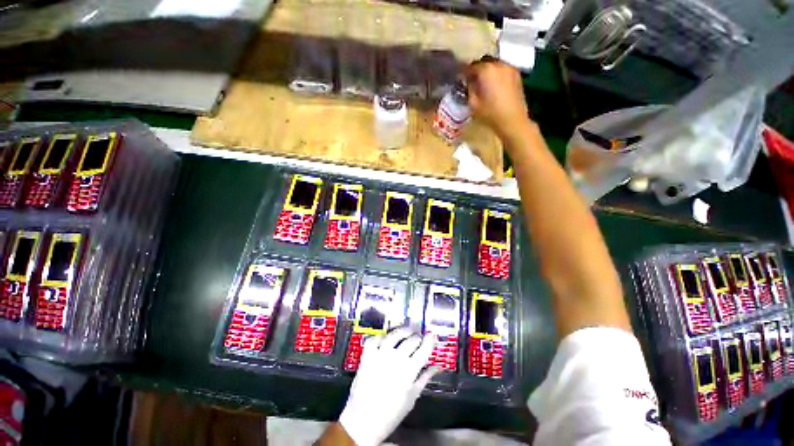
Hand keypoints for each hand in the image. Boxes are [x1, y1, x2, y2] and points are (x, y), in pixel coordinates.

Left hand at [339, 328, 438, 445]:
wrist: (363, 421)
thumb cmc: (391, 413)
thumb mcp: (412, 397)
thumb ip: (425, 378)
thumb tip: (437, 367)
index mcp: (409, 371)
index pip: (424, 349)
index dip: (430, 340)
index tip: (432, 335)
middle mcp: (396, 359)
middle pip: (411, 340)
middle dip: (418, 336)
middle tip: (419, 337)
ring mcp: (380, 355)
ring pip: (394, 334)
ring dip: (402, 331)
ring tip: (406, 331)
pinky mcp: (367, 356)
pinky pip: (375, 339)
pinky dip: (381, 336)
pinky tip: (385, 339)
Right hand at [466, 58, 530, 138]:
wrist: (512, 120)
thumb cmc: (490, 114)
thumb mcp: (473, 104)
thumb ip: (469, 89)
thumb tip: (468, 82)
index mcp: (486, 70)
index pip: (471, 66)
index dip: (464, 72)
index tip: (460, 79)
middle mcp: (499, 64)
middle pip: (484, 61)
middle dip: (477, 69)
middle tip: (472, 81)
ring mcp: (509, 68)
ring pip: (494, 64)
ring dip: (487, 71)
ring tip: (483, 83)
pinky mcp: (516, 74)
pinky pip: (503, 69)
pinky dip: (496, 74)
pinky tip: (494, 85)